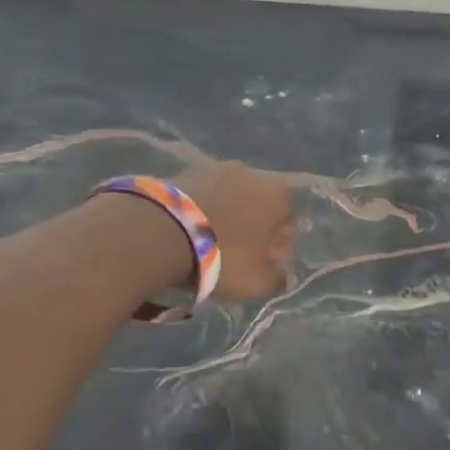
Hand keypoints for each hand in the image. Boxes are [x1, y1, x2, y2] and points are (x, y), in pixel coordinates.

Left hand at [174, 162, 296, 300]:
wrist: (161, 231)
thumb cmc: (223, 256)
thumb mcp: (257, 281)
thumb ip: (277, 279)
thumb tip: (283, 276)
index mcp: (280, 196)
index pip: (288, 227)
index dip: (277, 253)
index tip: (262, 270)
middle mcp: (252, 174)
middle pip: (258, 211)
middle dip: (251, 233)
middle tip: (235, 260)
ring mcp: (215, 169)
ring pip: (229, 202)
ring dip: (224, 221)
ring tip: (207, 248)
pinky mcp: (183, 172)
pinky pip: (201, 199)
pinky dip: (199, 214)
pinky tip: (187, 236)